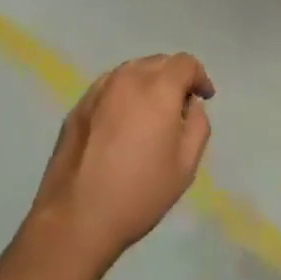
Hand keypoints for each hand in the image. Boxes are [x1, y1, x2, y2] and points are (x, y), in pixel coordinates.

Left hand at [28, 54, 214, 276]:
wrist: (76, 217)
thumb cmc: (139, 192)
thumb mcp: (185, 165)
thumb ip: (198, 125)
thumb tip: (191, 105)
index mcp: (158, 88)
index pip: (185, 63)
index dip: (199, 77)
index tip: (204, 98)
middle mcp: (128, 78)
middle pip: (158, 62)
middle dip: (174, 78)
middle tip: (179, 108)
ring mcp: (99, 89)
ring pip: (132, 72)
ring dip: (147, 84)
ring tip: (150, 116)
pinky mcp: (78, 105)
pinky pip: (109, 88)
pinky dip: (123, 95)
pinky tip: (121, 125)